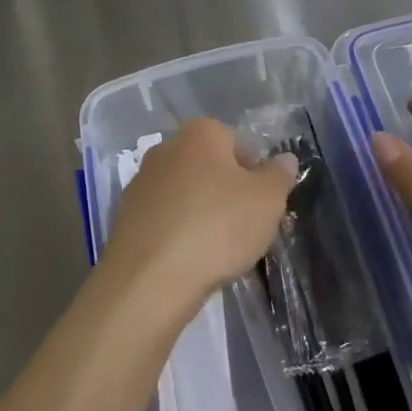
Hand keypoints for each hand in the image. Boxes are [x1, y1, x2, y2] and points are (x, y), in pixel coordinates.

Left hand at [103, 118, 296, 312]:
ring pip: (186, 193)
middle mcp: (167, 148)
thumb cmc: (217, 226)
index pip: (236, 142)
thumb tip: (285, 159)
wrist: (150, 277)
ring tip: (218, 249)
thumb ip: (279, 175)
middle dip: (227, 191)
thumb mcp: (267, 200)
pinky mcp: (126, 215)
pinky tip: (189, 258)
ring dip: (202, 212)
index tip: (263, 203)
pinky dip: (178, 232)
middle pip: (209, 166)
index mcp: (200, 133)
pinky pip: (165, 217)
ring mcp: (142, 181)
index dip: (254, 172)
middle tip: (246, 227)